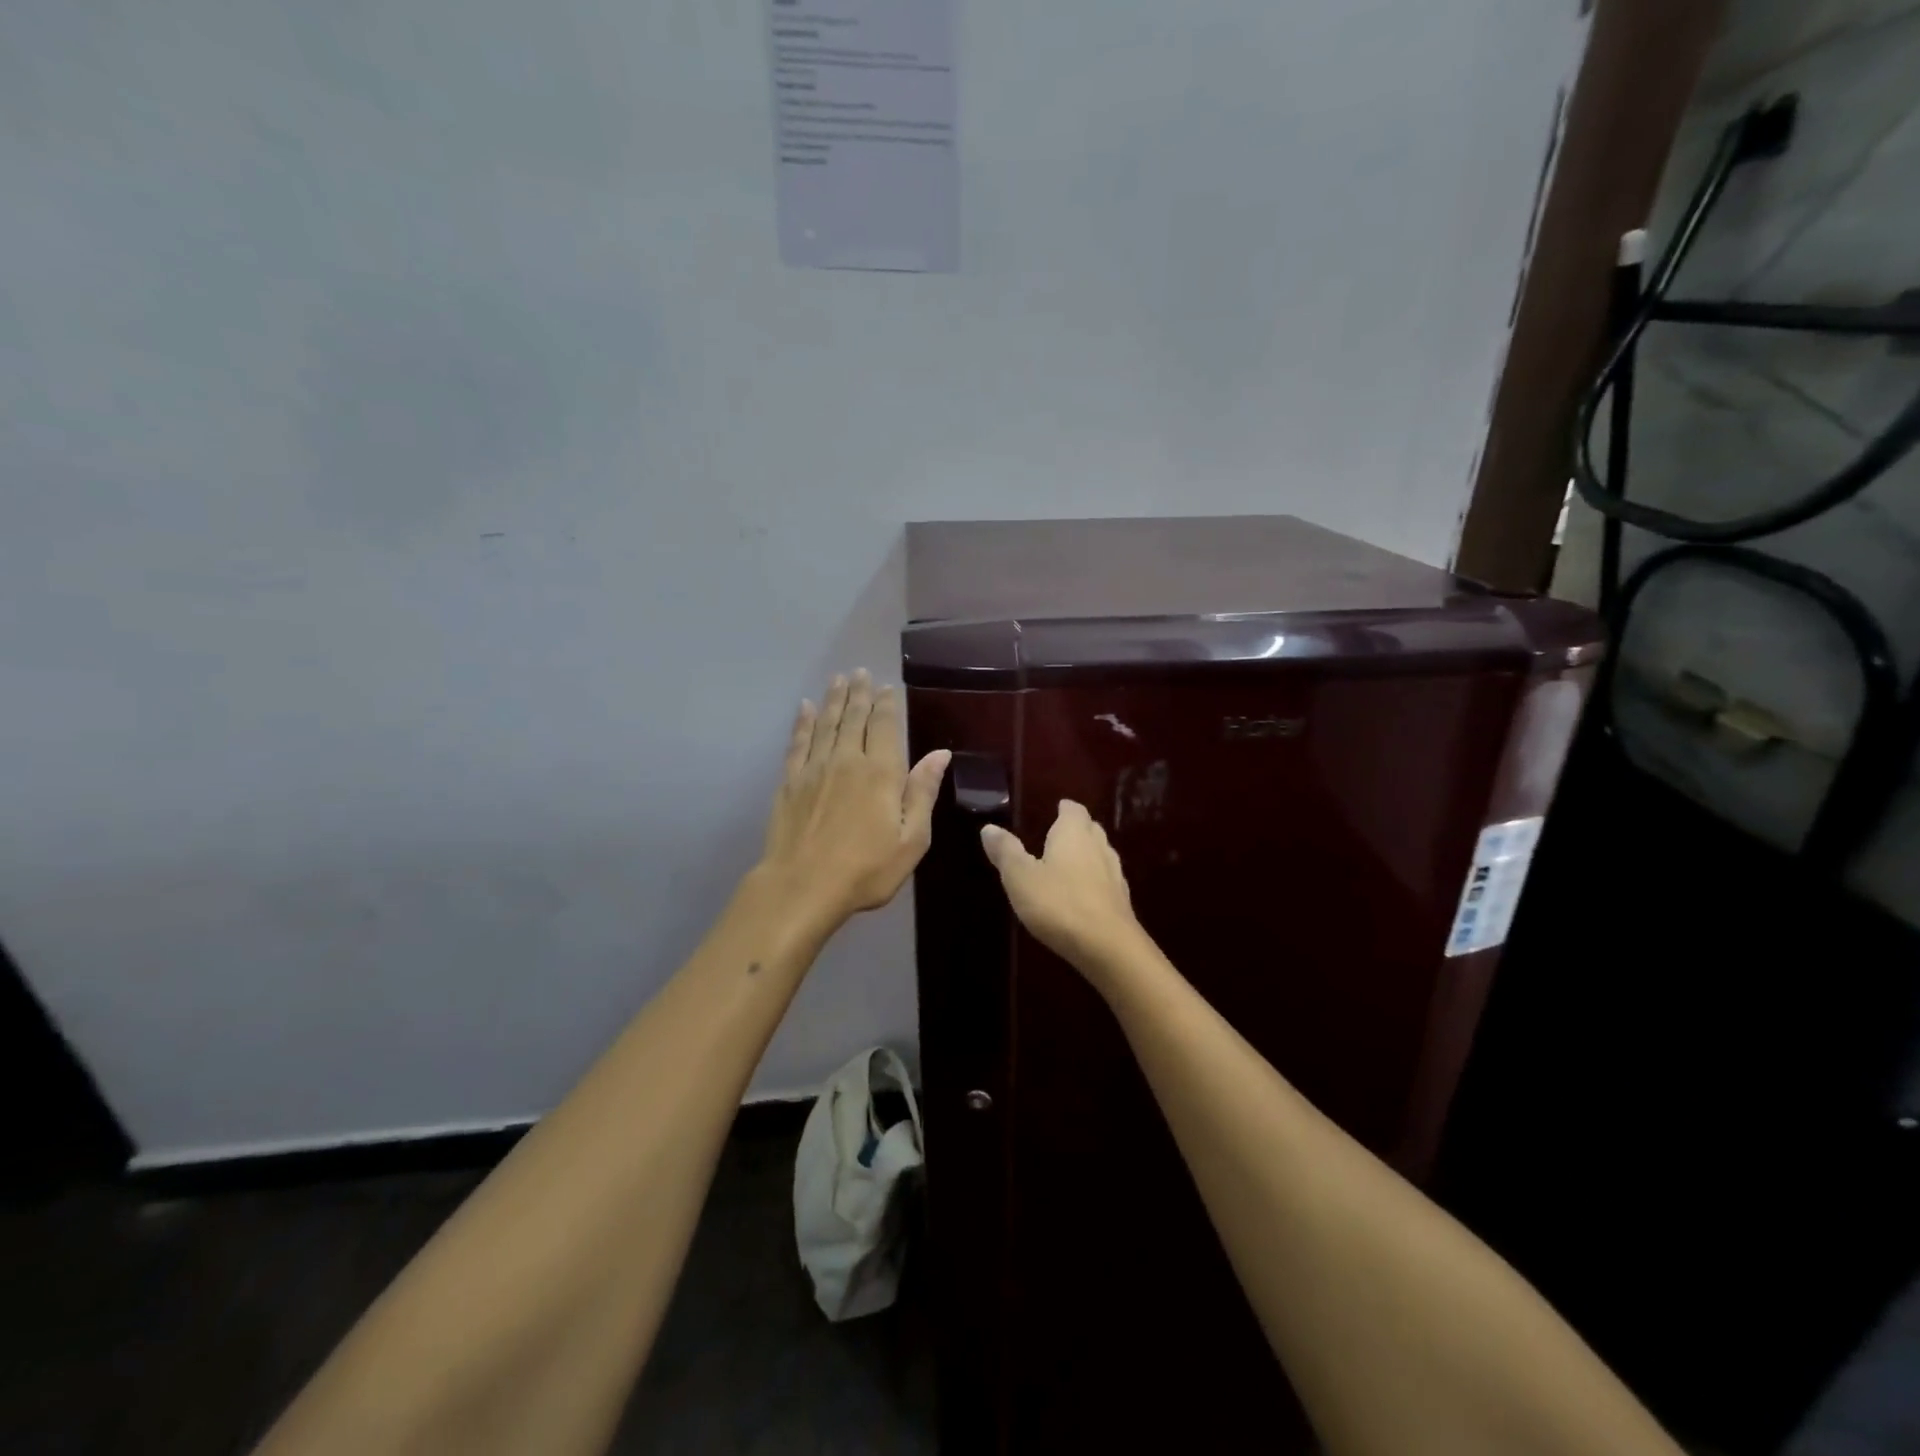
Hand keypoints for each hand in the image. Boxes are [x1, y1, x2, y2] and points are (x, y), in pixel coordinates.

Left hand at [760, 670, 951, 927]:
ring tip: (839, 679)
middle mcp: (847, 760)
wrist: (802, 886)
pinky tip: (806, 708)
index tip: (886, 687)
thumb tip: (941, 753)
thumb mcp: (911, 839)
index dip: (886, 704)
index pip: (884, 726)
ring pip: (827, 723)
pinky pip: (799, 742)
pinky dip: (803, 722)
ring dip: (834, 699)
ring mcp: (815, 768)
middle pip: (854, 717)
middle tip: (860, 672)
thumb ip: (923, 792)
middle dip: (859, 693)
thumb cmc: (866, 869)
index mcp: (881, 772)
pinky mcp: (790, 781)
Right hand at [981, 801, 1145, 977]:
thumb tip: (989, 827)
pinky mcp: (1122, 901)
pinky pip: (1106, 880)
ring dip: (1087, 855)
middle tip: (1058, 834)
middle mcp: (1098, 846)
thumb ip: (1006, 851)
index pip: (1073, 810)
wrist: (1108, 946)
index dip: (1065, 809)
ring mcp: (1114, 874)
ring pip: (1101, 854)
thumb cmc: (1059, 904)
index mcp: (1073, 834)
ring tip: (1068, 863)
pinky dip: (1094, 880)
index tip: (1057, 809)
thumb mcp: (1020, 877)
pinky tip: (1083, 894)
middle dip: (1076, 829)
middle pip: (1090, 829)